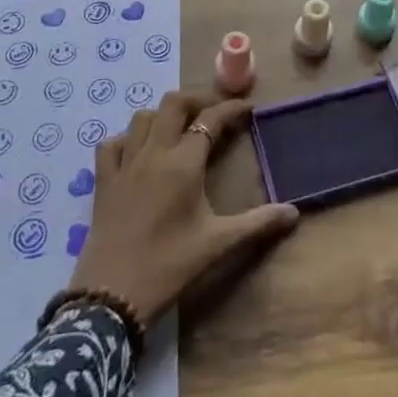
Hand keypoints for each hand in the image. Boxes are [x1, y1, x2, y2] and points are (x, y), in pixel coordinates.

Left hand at [68, 91, 299, 323]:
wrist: (112, 296)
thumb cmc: (170, 265)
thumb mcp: (218, 244)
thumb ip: (257, 223)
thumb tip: (294, 213)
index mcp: (184, 162)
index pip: (211, 119)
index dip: (231, 109)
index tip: (247, 108)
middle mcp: (154, 152)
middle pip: (173, 103)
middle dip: (196, 100)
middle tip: (213, 113)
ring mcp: (125, 164)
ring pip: (142, 117)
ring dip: (163, 116)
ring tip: (179, 129)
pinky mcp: (103, 181)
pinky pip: (111, 145)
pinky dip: (126, 139)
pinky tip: (137, 152)